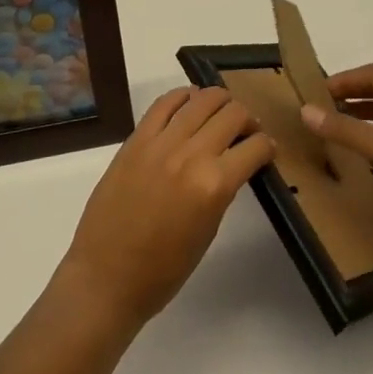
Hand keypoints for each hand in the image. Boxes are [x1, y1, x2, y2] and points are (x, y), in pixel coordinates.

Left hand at [59, 87, 274, 327]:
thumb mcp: (208, 231)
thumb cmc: (163, 270)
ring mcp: (161, 142)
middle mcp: (191, 154)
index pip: (254, 147)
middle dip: (247, 120)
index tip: (267, 150)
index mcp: (214, 185)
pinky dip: (183, 97)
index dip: (267, 146)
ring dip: (220, 102)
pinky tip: (190, 104)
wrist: (106, 276)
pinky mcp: (137, 138)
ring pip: (202, 98)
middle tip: (246, 132)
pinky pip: (165, 102)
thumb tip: (233, 163)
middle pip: (232, 113)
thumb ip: (222, 190)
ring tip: (220, 115)